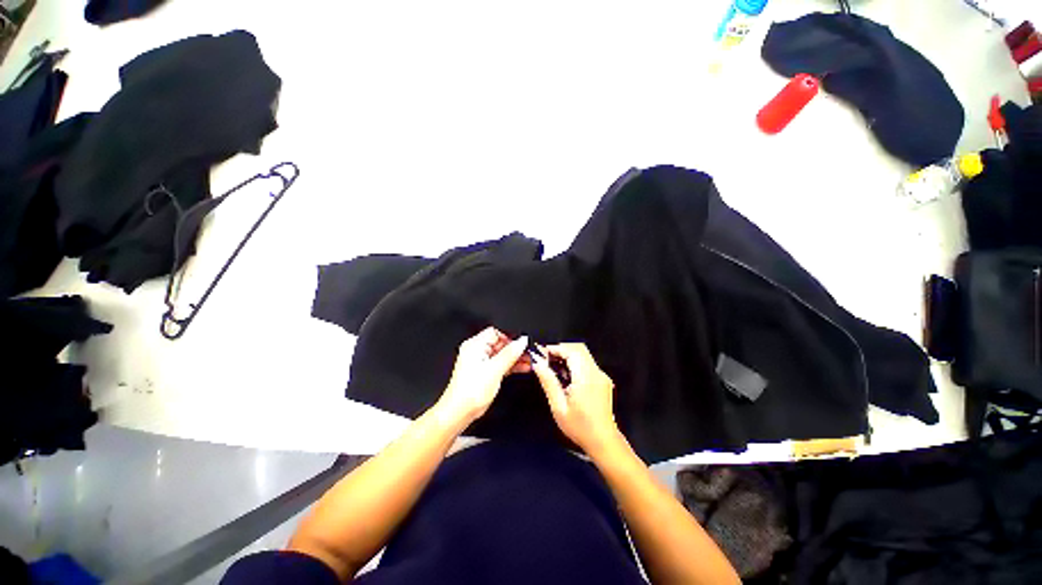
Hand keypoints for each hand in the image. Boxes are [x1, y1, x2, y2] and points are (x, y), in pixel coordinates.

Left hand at [437, 327, 529, 423]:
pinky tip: (524, 367)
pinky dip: (511, 365)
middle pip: (501, 343)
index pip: (496, 332)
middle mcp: (477, 351)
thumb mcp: (495, 369)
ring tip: (530, 360)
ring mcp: (481, 361)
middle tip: (529, 352)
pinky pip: (501, 363)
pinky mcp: (485, 371)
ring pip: (502, 354)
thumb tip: (522, 341)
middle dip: (515, 348)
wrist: (461, 412)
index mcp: (475, 345)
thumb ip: (510, 353)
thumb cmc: (470, 391)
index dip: (510, 336)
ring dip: (516, 357)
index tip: (523, 342)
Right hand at [532, 343, 619, 453]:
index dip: (556, 348)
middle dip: (562, 349)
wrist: (603, 441)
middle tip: (547, 359)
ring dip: (568, 356)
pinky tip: (566, 376)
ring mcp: (601, 376)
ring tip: (554, 367)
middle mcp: (596, 373)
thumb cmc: (579, 427)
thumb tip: (538, 364)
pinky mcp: (603, 380)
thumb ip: (548, 382)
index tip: (543, 352)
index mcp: (585, 378)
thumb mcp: (558, 407)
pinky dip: (575, 363)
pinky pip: (588, 363)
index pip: (572, 351)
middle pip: (579, 349)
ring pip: (584, 355)